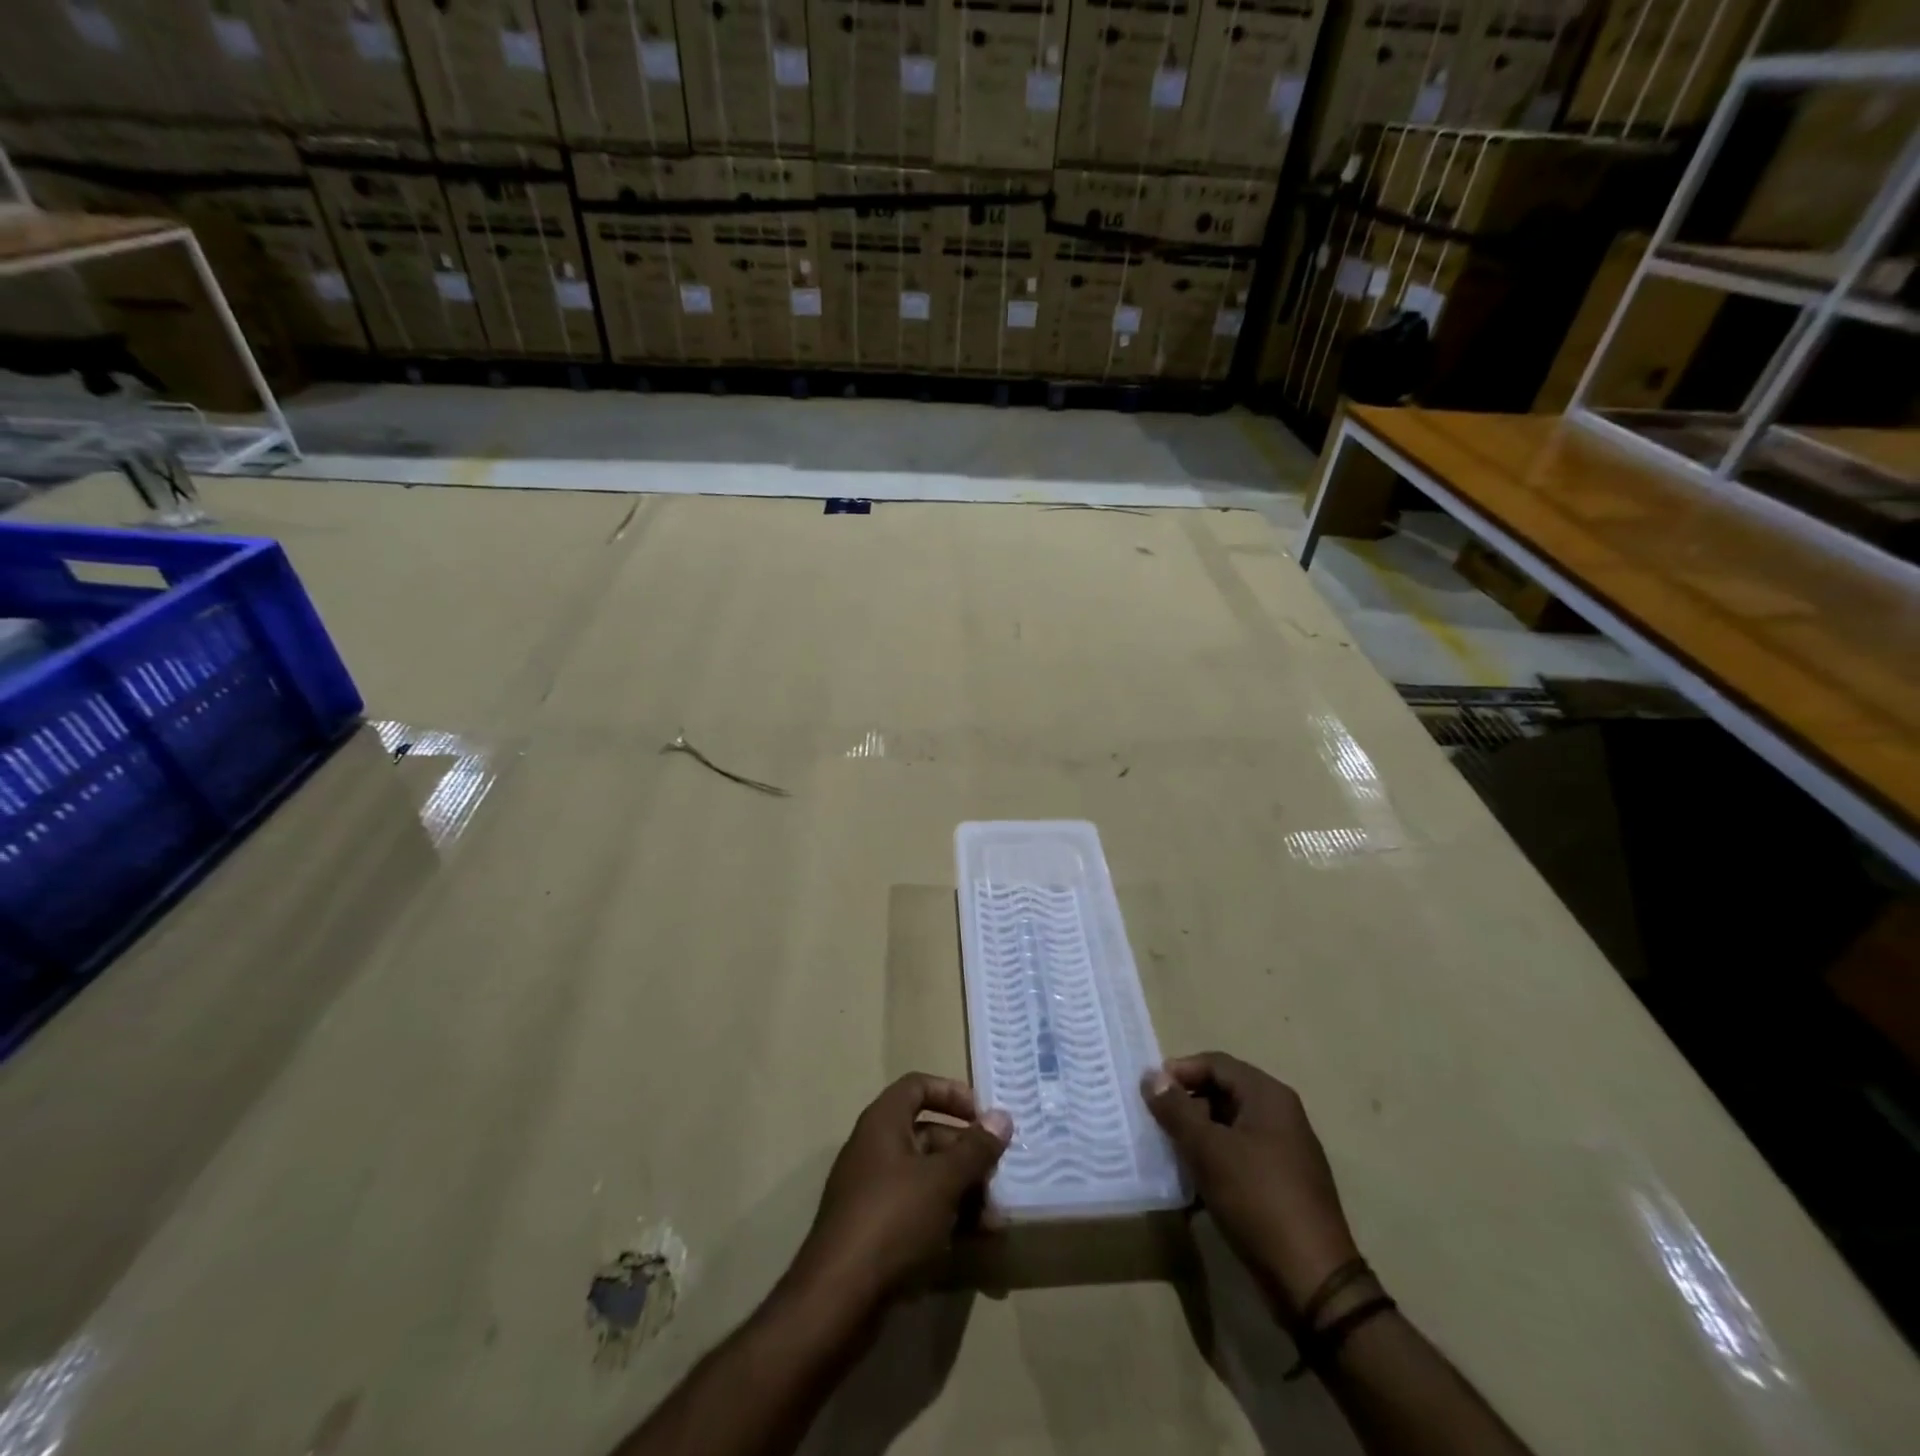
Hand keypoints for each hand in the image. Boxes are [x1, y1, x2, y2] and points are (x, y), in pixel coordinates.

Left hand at [789, 1074, 1011, 1310]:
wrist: (837, 1300)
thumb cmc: (892, 1220)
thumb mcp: (942, 1180)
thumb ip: (975, 1149)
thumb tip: (1002, 1117)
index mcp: (883, 1123)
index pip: (918, 1086)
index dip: (952, 1093)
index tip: (984, 1117)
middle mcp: (875, 1149)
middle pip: (929, 1135)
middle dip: (968, 1156)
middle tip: (1000, 1178)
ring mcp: (873, 1191)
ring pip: (927, 1178)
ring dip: (964, 1193)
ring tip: (996, 1223)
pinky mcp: (876, 1231)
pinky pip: (918, 1211)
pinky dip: (946, 1219)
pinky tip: (975, 1243)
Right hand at [1144, 1052, 1359, 1314]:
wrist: (1312, 1281)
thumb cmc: (1257, 1199)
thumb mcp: (1208, 1150)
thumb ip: (1176, 1109)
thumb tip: (1151, 1076)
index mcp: (1268, 1096)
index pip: (1216, 1063)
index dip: (1180, 1071)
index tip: (1149, 1092)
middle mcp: (1281, 1115)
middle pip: (1223, 1092)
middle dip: (1187, 1104)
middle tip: (1155, 1122)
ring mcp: (1285, 1151)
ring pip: (1230, 1127)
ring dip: (1198, 1135)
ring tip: (1169, 1153)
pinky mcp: (1283, 1184)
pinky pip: (1241, 1156)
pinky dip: (1215, 1161)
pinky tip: (1193, 1184)